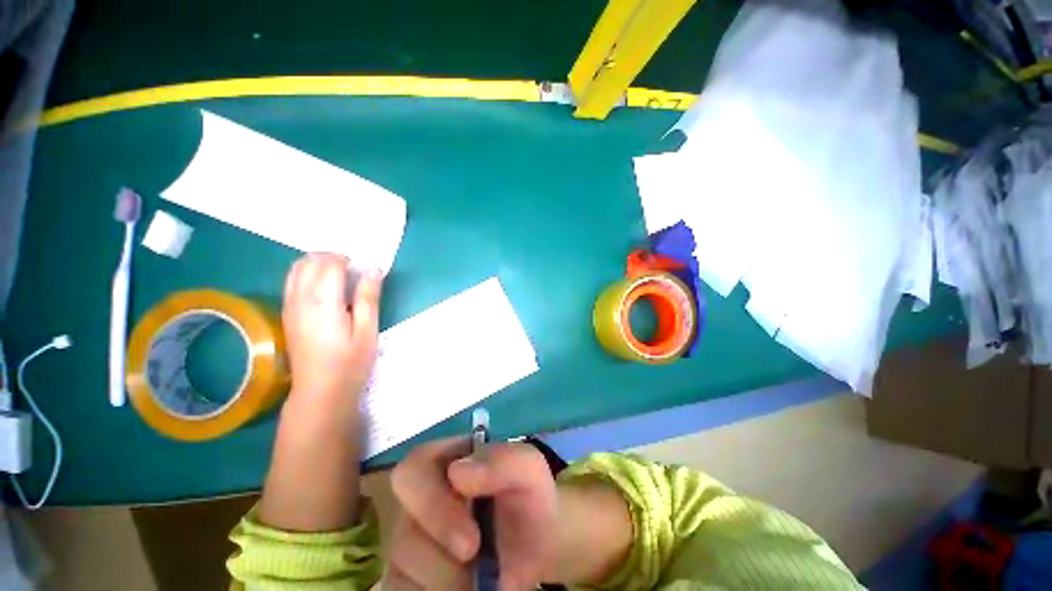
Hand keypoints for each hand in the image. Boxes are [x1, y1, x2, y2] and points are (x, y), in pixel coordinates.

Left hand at [282, 253, 382, 404]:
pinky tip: (325, 289)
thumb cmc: (350, 363)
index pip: (329, 263)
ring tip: (340, 277)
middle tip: (354, 272)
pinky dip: (308, 274)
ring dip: (318, 263)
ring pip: (296, 268)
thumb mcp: (368, 331)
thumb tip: (373, 269)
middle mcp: (300, 299)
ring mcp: (289, 307)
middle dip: (332, 257)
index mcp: (322, 302)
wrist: (320, 393)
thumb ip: (368, 298)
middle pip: (309, 261)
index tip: (365, 271)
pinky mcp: (287, 315)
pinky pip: (292, 282)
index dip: (348, 260)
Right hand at [386, 439, 558, 590]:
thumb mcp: (528, 470)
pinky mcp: (408, 575)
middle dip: (440, 557)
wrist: (539, 544)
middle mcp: (420, 500)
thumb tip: (457, 472)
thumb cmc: (530, 498)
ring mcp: (411, 540)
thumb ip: (502, 459)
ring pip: (404, 569)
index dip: (431, 504)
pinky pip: (403, 590)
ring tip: (481, 574)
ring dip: (446, 580)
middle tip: (475, 559)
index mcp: (444, 461)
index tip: (469, 538)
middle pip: (403, 531)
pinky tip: (464, 587)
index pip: (412, 471)